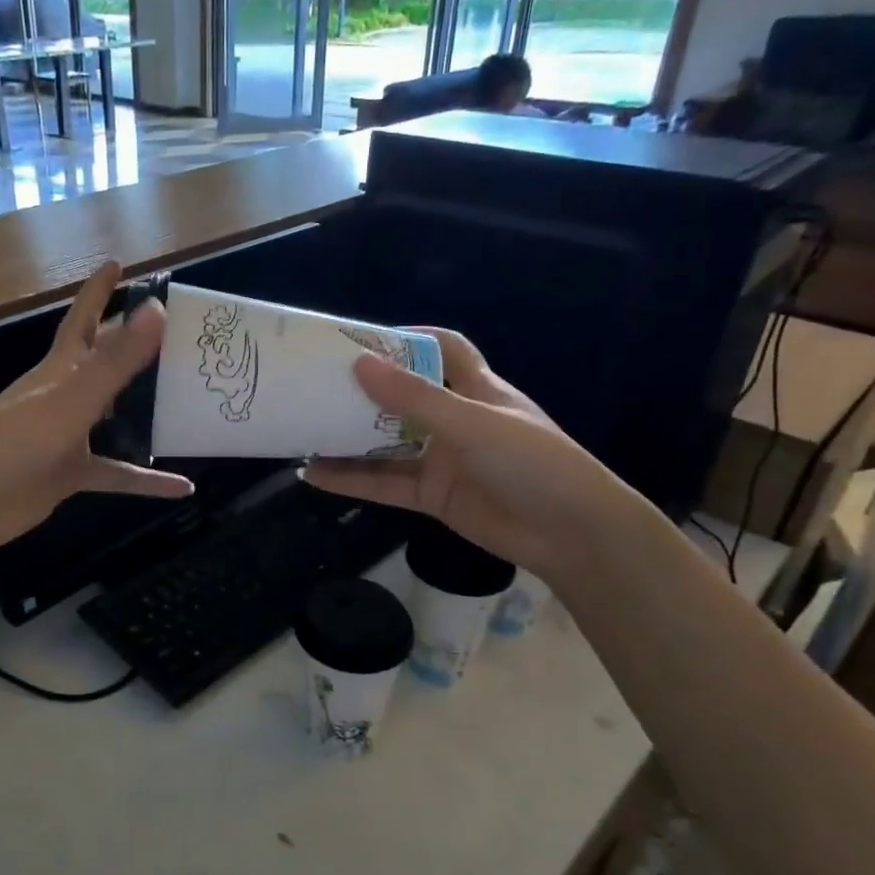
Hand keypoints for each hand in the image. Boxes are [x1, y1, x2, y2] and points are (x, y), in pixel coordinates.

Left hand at [0, 262, 192, 559]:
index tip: (119, 263)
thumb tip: (157, 309)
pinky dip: (147, 480)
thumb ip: (114, 361)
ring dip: (144, 409)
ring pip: (114, 416)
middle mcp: (65, 396)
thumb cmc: (13, 443)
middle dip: (130, 342)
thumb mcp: (70, 400)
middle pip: (103, 362)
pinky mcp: (69, 473)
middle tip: (172, 332)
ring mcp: (67, 435)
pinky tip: (182, 486)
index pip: (83, 318)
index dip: (99, 289)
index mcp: (60, 369)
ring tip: (184, 400)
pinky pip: (116, 473)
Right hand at [304, 329, 635, 582]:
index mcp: (477, 389)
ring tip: (303, 428)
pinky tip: (314, 475)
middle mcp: (456, 420)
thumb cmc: (532, 462)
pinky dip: (350, 479)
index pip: (446, 350)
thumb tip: (359, 364)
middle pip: (403, 397)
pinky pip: (383, 482)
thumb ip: (414, 398)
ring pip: (386, 443)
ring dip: (348, 437)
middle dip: (364, 390)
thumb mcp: (472, 422)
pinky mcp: (431, 496)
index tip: (365, 339)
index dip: (411, 339)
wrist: (570, 534)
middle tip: (316, 382)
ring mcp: (441, 459)